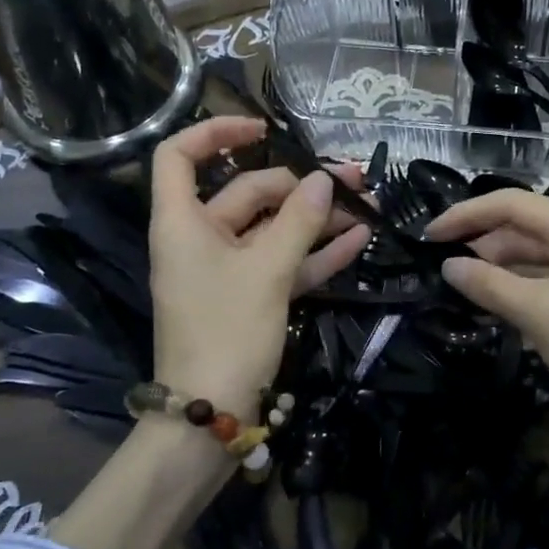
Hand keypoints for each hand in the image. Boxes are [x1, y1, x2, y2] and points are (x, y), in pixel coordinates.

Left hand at [148, 117, 369, 419]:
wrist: (210, 418)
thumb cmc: (225, 332)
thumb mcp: (266, 271)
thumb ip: (298, 222)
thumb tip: (323, 180)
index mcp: (183, 222)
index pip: (179, 155)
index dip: (215, 133)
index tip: (263, 130)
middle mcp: (200, 238)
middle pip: (247, 192)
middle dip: (301, 186)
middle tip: (354, 180)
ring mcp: (225, 270)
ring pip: (272, 229)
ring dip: (317, 219)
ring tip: (369, 205)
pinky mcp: (247, 297)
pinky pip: (282, 263)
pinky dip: (314, 252)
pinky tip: (357, 240)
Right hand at [423, 190, 548, 429]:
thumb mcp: (533, 312)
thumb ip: (487, 283)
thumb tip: (449, 266)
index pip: (509, 204)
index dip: (465, 216)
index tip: (430, 236)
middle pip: (525, 223)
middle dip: (483, 240)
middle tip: (444, 261)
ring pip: (538, 248)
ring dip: (501, 262)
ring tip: (465, 281)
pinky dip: (524, 278)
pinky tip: (499, 296)